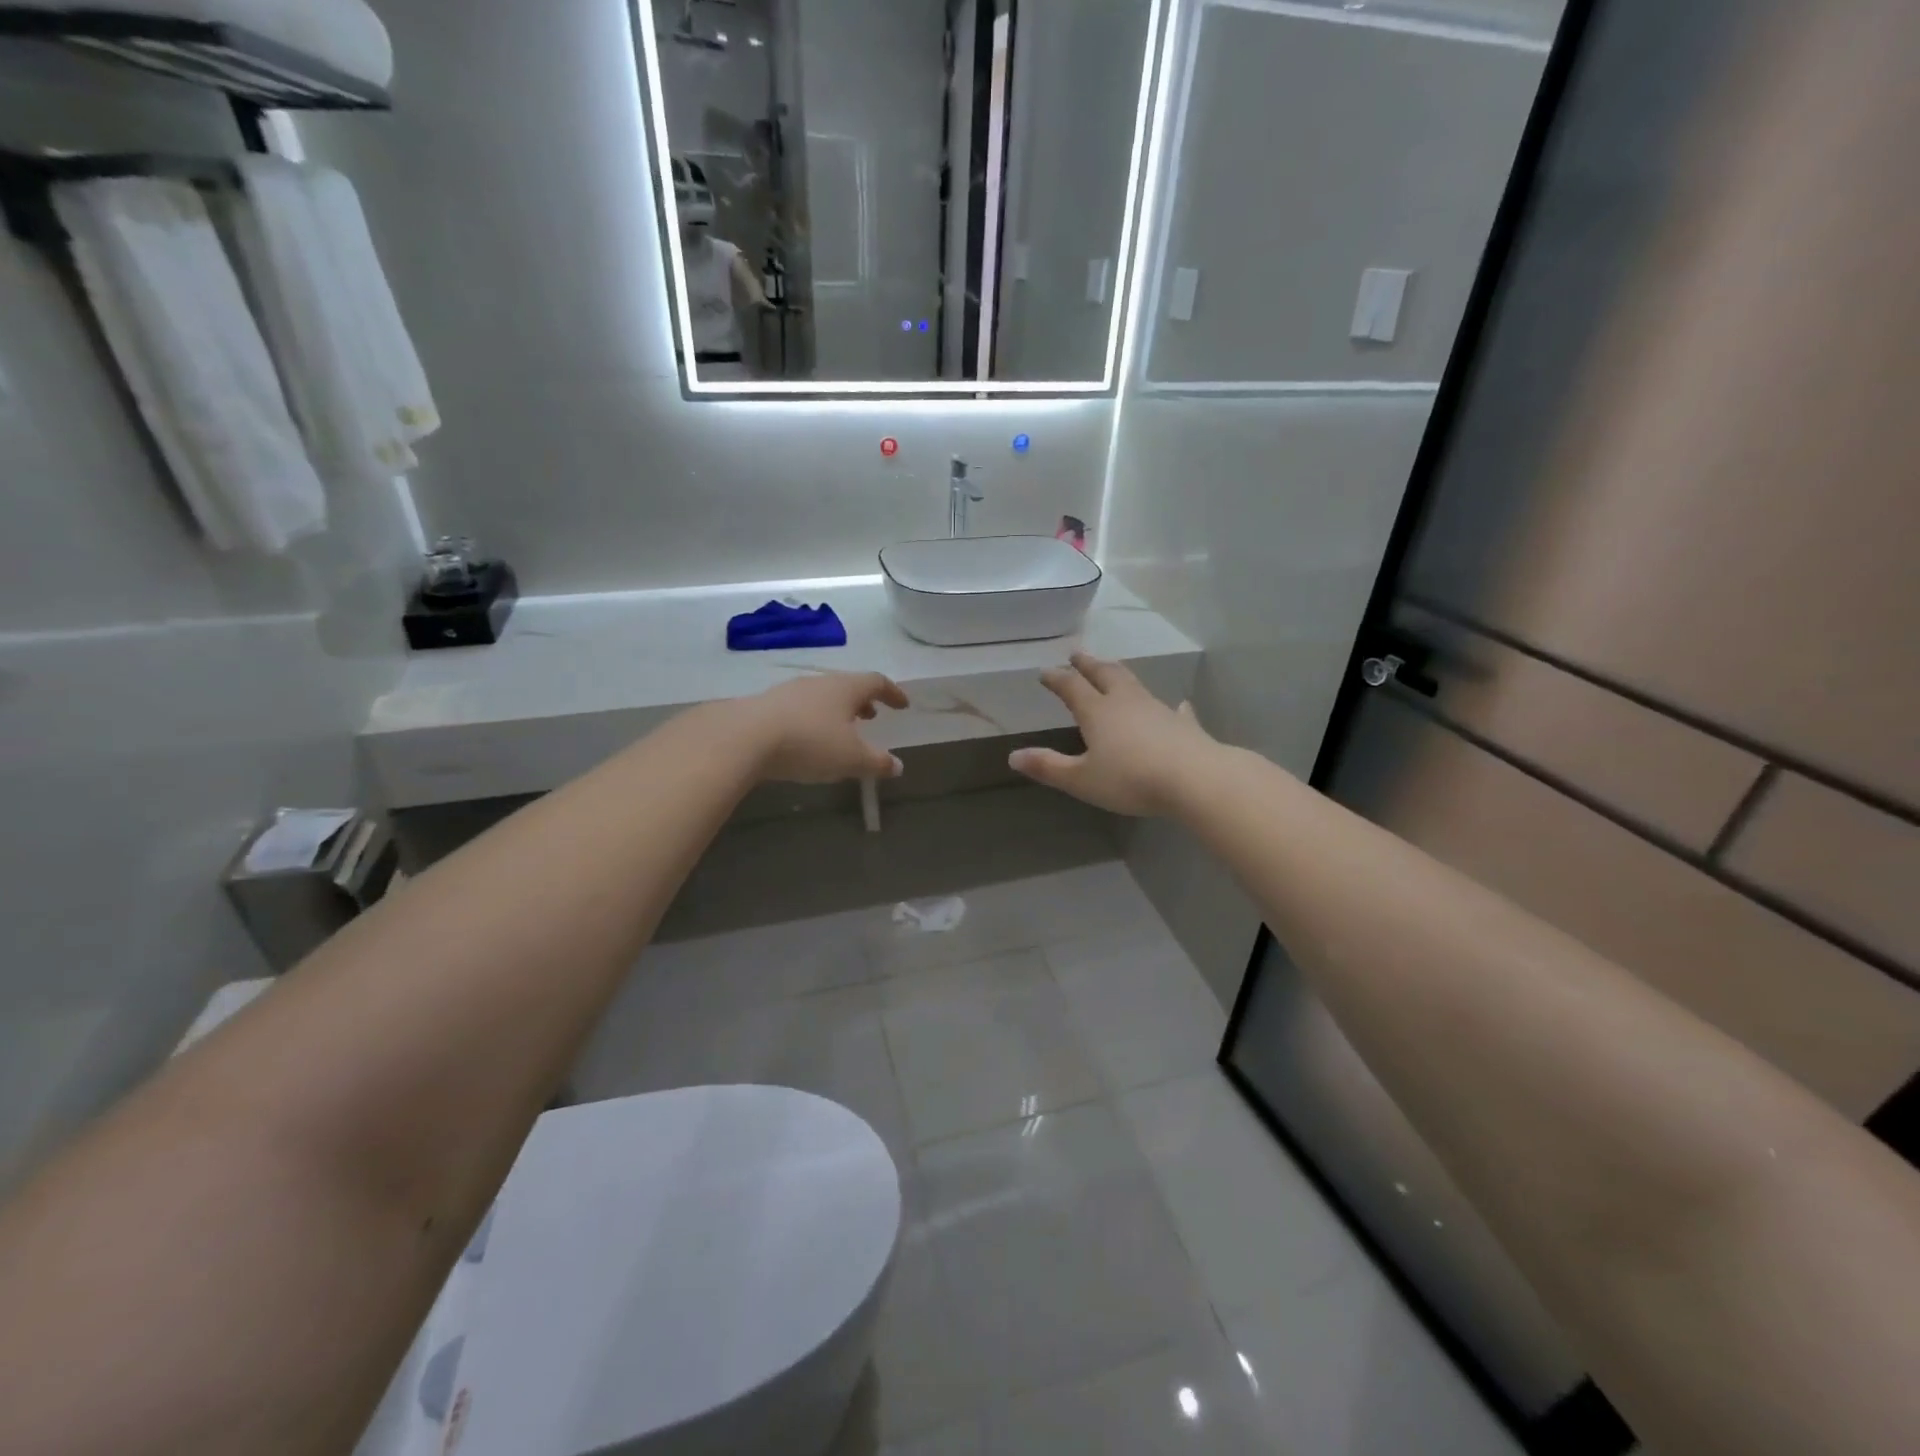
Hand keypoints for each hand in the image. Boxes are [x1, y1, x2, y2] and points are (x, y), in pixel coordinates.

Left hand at [741, 672, 909, 783]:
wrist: (745, 738)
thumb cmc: (810, 743)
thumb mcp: (851, 759)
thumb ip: (877, 762)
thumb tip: (898, 765)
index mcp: (846, 688)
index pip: (877, 682)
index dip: (893, 693)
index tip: (903, 705)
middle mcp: (820, 683)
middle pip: (848, 686)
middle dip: (863, 701)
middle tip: (872, 716)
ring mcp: (790, 692)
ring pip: (822, 696)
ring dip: (837, 710)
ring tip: (842, 729)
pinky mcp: (767, 706)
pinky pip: (800, 708)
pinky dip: (814, 719)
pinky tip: (808, 738)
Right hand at [1010, 653, 1218, 815]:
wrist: (1194, 779)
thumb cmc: (1131, 779)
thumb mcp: (1081, 779)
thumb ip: (1048, 766)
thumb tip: (1013, 756)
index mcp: (1098, 712)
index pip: (1072, 688)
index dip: (1057, 679)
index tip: (1045, 671)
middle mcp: (1125, 702)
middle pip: (1104, 675)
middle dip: (1088, 664)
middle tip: (1077, 654)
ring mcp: (1157, 710)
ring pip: (1134, 685)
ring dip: (1120, 675)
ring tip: (1113, 669)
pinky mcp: (1183, 725)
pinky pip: (1175, 710)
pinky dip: (1172, 707)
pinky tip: (1178, 705)